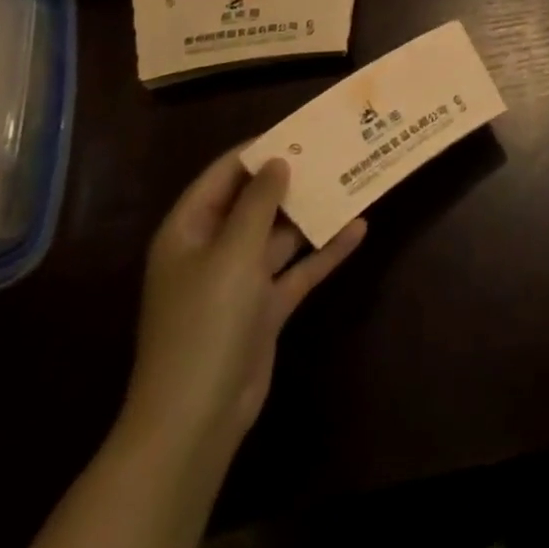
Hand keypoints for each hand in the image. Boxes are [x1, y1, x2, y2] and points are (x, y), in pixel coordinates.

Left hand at [121, 149, 364, 460]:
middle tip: (334, 150)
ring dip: (312, 213)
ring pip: (281, 234)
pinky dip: (324, 251)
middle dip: (292, 179)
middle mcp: (213, 249)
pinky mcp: (265, 308)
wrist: (196, 418)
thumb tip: (277, 161)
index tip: (300, 129)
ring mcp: (240, 280)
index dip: (259, 150)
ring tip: (351, 180)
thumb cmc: (205, 322)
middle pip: (255, 202)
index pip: (224, 174)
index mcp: (189, 230)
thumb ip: (258, 203)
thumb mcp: (232, 253)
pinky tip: (358, 229)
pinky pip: (298, 269)